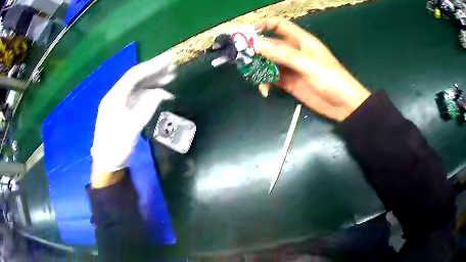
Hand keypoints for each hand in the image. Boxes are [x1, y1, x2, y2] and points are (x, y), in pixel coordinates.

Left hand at [91, 52, 175, 186]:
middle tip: (173, 68)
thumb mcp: (131, 128)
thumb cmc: (116, 146)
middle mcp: (116, 96)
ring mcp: (120, 103)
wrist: (107, 163)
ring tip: (171, 78)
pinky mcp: (124, 111)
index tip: (168, 61)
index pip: (134, 75)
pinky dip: (151, 94)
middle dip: (154, 72)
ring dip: (154, 82)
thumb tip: (162, 93)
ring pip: (138, 87)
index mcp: (114, 97)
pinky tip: (162, 93)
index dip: (151, 66)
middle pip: (136, 79)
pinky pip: (139, 98)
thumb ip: (147, 108)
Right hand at [255, 19, 369, 120]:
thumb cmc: (331, 79)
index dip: (263, 26)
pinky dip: (266, 83)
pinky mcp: (289, 83)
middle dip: (256, 50)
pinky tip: (265, 91)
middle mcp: (293, 51)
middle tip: (243, 60)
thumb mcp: (308, 64)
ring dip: (259, 69)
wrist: (343, 105)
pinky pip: (272, 79)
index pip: (278, 25)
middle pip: (269, 45)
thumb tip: (257, 43)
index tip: (249, 35)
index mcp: (300, 40)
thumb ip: (283, 54)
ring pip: (268, 62)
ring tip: (253, 77)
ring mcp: (291, 67)